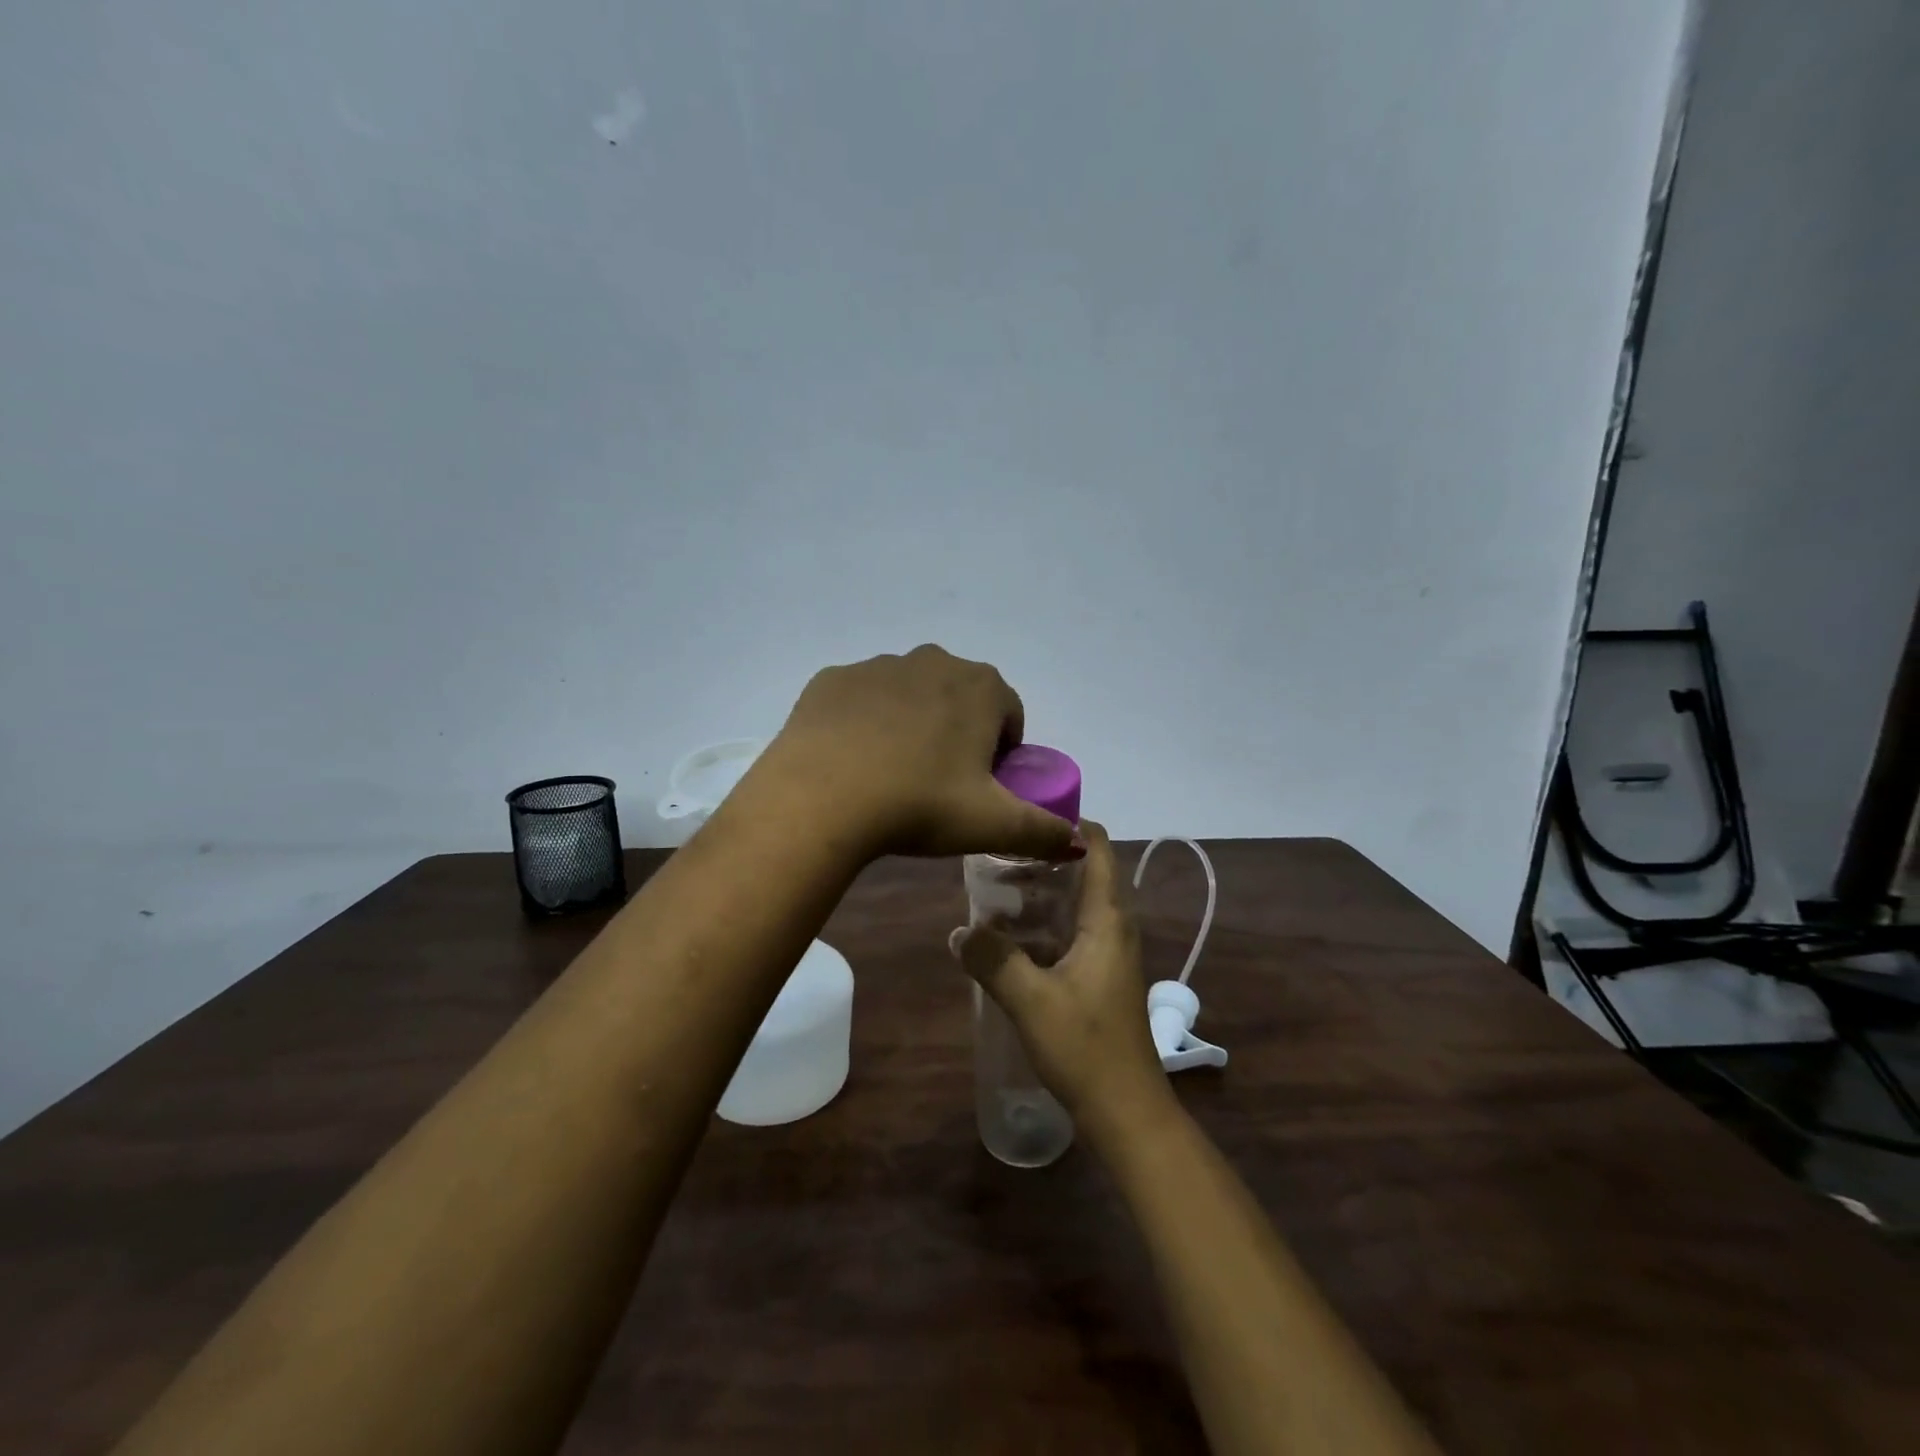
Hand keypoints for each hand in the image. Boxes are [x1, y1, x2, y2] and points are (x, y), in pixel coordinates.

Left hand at [748, 645, 1080, 861]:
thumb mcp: (992, 825)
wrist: (821, 798)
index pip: (1008, 715)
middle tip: (938, 785)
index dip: (1001, 753)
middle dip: (958, 733)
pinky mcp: (832, 679)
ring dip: (912, 725)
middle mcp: (933, 661)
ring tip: (892, 776)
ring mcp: (877, 665)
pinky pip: (861, 700)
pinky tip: (853, 761)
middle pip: (960, 699)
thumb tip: (1077, 842)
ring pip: (910, 695)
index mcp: (980, 687)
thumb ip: (1043, 831)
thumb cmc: (920, 805)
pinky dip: (864, 722)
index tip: (981, 788)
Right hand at [955, 822, 1169, 1137]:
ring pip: (1078, 905)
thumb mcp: (1030, 1001)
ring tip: (996, 886)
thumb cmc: (1086, 1048)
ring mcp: (1110, 954)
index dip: (1069, 823)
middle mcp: (1114, 928)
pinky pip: (1074, 933)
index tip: (1026, 814)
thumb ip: (993, 960)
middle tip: (998, 851)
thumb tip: (959, 930)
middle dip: (1046, 857)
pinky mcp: (1101, 978)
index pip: (1099, 847)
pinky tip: (1010, 937)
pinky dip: (1046, 923)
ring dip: (1044, 892)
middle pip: (1086, 872)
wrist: (1127, 1112)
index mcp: (1107, 919)